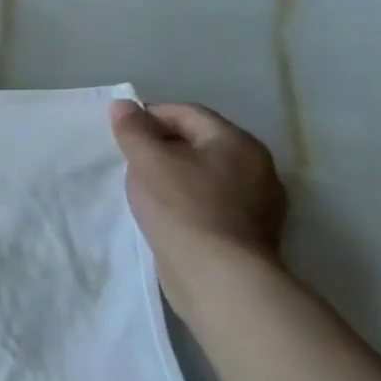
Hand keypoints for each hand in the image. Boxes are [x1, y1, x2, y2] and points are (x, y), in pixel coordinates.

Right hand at [109, 100, 286, 314]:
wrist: (217, 276)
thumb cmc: (181, 206)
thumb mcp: (146, 159)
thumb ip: (132, 128)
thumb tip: (124, 105)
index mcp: (237, 143)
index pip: (188, 113)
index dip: (150, 116)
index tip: (121, 132)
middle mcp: (257, 167)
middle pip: (199, 142)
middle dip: (162, 145)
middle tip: (129, 158)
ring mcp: (259, 203)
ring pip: (205, 173)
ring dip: (174, 173)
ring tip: (143, 186)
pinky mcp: (250, 232)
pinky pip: (212, 201)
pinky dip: (187, 199)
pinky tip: (165, 212)